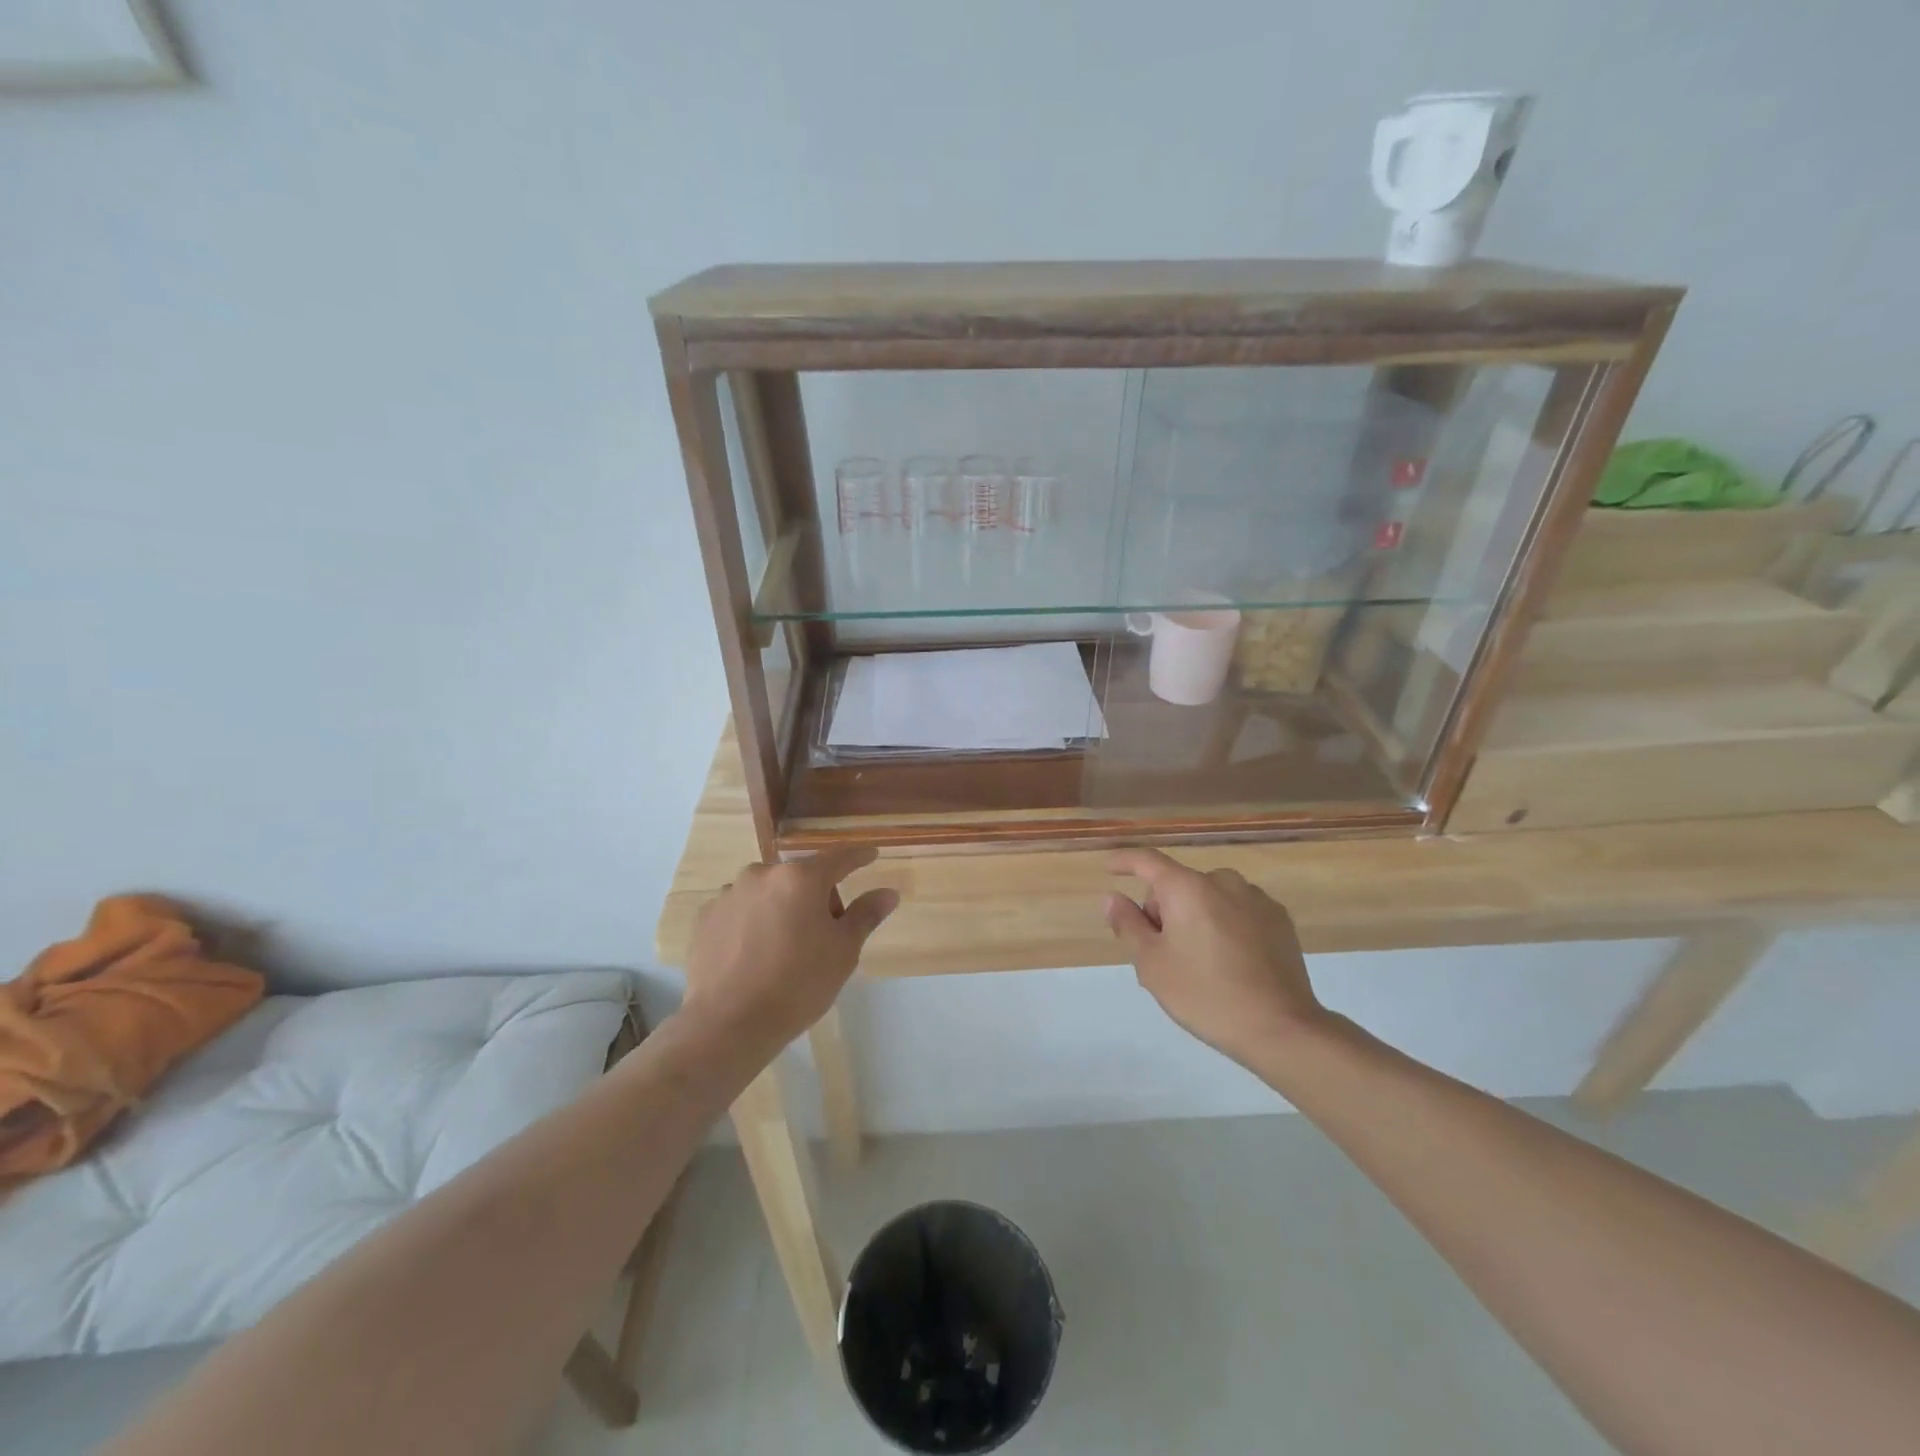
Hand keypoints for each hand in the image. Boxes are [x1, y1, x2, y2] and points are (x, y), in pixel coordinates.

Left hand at [683, 847, 897, 1054]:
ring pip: (768, 893)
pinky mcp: (705, 917)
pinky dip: (752, 923)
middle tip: (824, 935)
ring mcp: (728, 894)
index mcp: (800, 878)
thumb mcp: (843, 951)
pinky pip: (740, 910)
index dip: (858, 857)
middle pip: (800, 878)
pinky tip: (754, 955)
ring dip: (781, 908)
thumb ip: (866, 915)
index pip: (838, 858)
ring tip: (784, 949)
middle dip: (816, 897)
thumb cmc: (797, 985)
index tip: (870, 855)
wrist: (728, 1023)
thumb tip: (888, 893)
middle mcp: (761, 875)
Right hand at [1106, 849, 1325, 1068]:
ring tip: (1198, 962)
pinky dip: (1224, 925)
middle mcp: (1223, 881)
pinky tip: (1229, 962)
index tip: (1111, 869)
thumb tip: (1113, 898)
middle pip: (1179, 884)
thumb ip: (1128, 925)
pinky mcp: (1280, 920)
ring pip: (1209, 897)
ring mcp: (1256, 899)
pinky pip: (1238, 911)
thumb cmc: (1205, 994)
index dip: (1125, 862)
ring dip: (1195, 916)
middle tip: (1162, 953)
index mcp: (1188, 888)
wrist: (1281, 1028)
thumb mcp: (1152, 964)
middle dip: (1163, 909)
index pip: (1148, 861)